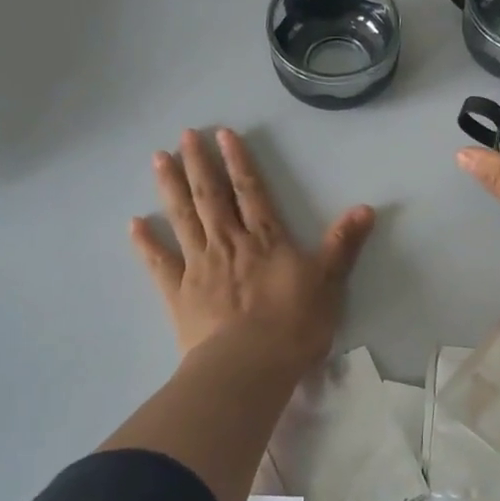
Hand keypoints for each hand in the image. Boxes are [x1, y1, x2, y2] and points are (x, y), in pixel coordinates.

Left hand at [131, 128, 373, 367]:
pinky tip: (133, 223)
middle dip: (199, 163)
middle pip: (211, 196)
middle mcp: (229, 243)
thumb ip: (342, 244)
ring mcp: (199, 266)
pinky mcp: (178, 293)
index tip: (222, 133)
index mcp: (265, 239)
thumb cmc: (293, 325)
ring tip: (158, 159)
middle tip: (184, 135)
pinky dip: (145, 243)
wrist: (248, 366)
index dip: (238, 160)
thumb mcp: (328, 283)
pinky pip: (158, 262)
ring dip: (171, 187)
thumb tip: (366, 207)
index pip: (250, 191)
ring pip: (183, 218)